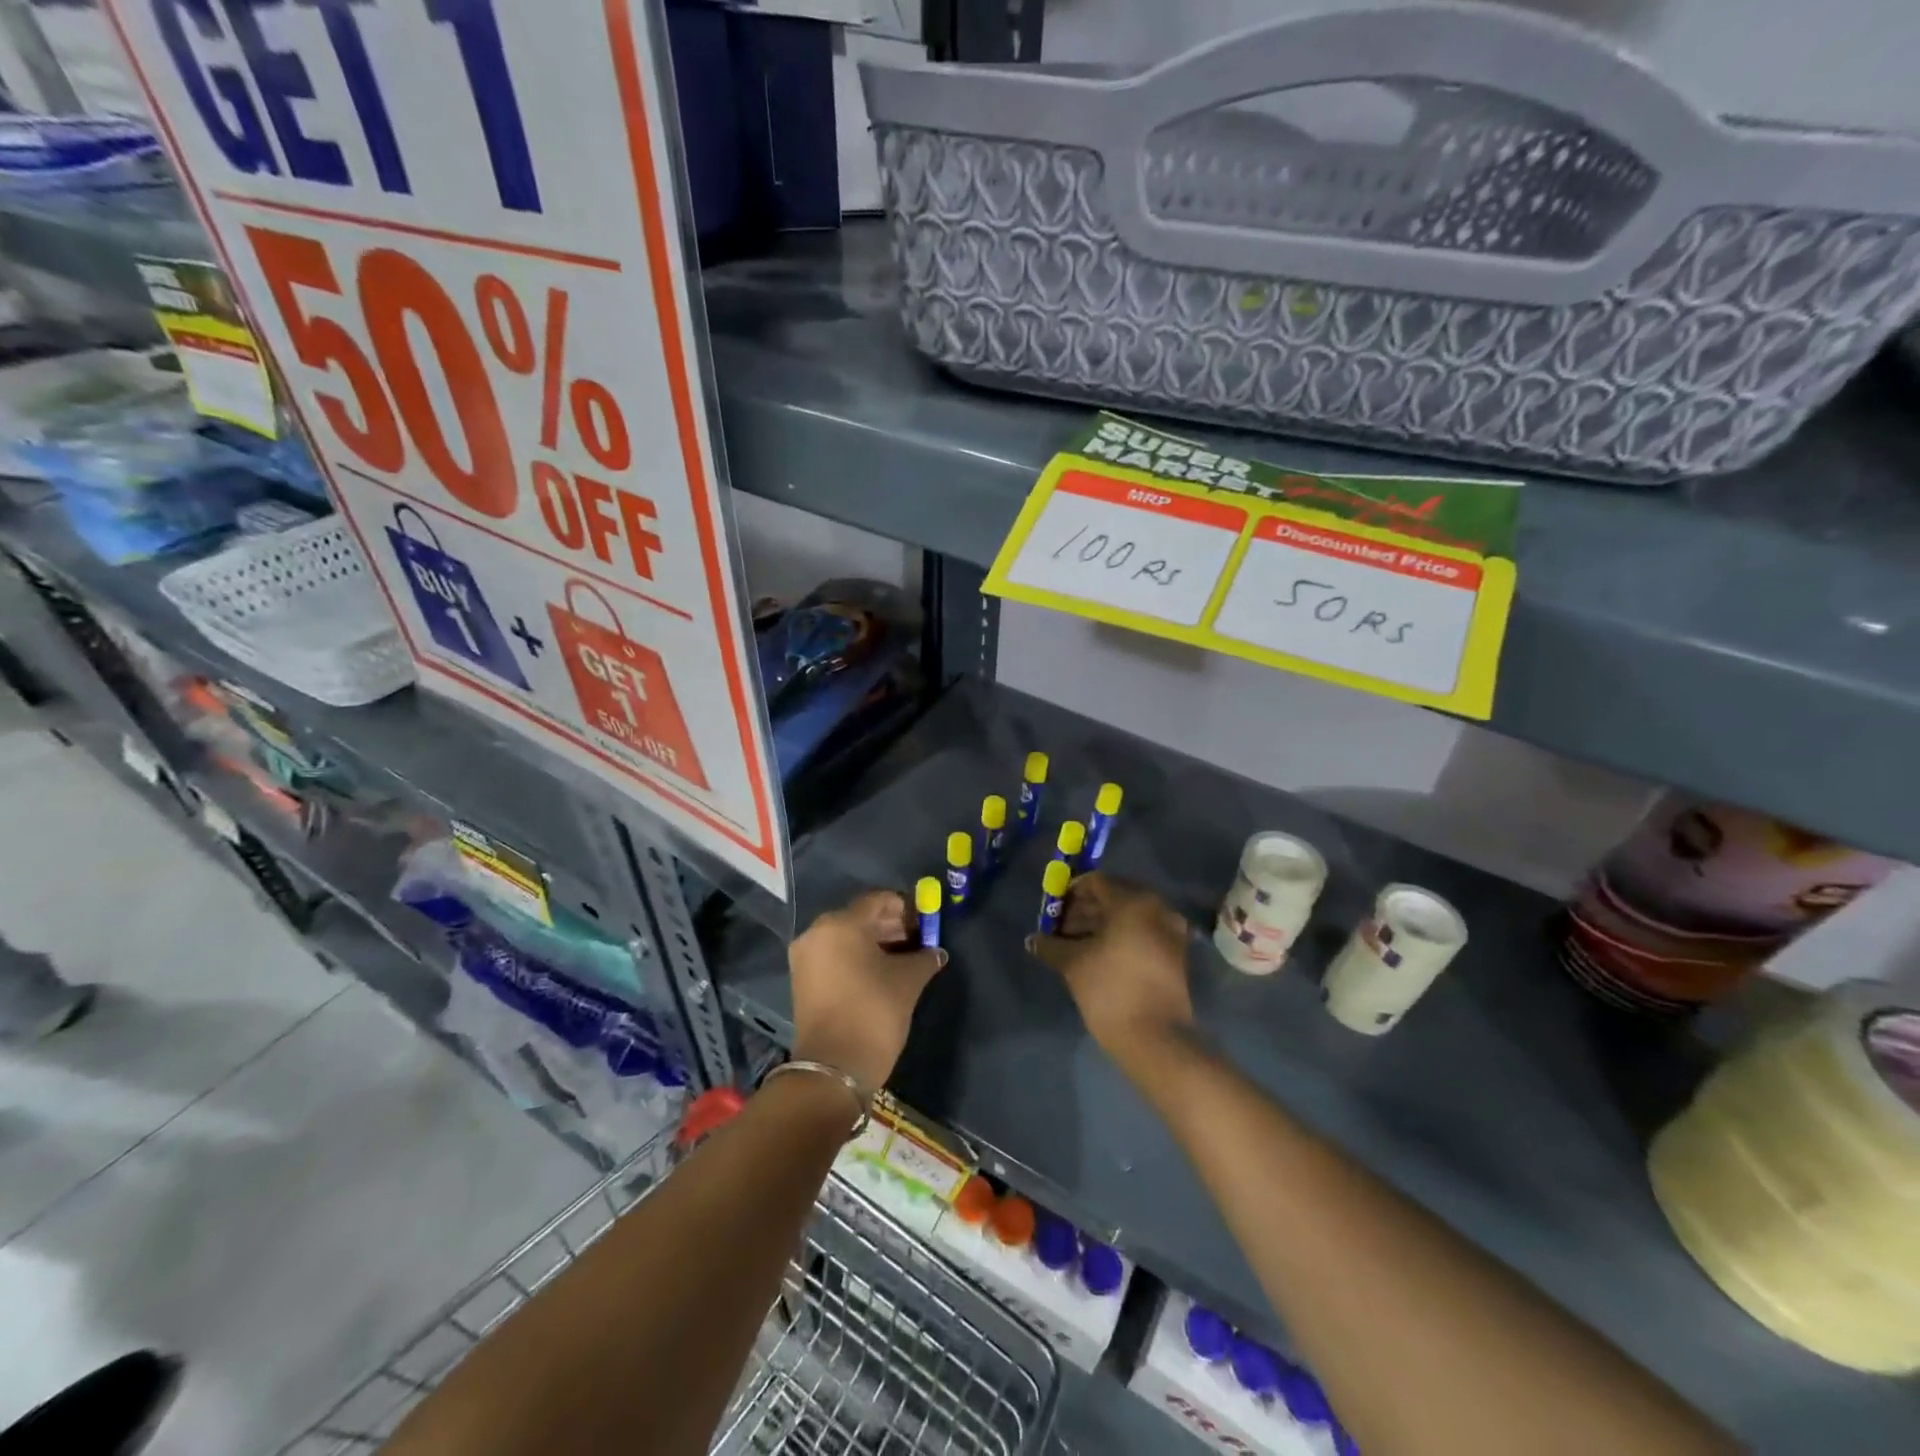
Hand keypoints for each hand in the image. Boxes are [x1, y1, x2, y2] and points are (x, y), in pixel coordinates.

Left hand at [789, 890, 946, 1093]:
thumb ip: (924, 958)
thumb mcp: (908, 981)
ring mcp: (806, 957)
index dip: (907, 909)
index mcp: (841, 923)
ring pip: (847, 937)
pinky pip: (835, 955)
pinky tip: (881, 974)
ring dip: (876, 943)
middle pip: (861, 917)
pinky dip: (858, 958)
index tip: (926, 926)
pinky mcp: (803, 979)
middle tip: (918, 943)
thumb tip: (936, 952)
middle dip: (892, 927)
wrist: (834, 1069)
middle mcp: (817, 932)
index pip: (879, 900)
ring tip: (904, 961)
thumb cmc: (873, 1013)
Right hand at [1027, 873, 1194, 1074]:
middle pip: (1113, 898)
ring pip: (1128, 918)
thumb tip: (1033, 939)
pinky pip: (1141, 934)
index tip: (1052, 911)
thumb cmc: (1111, 989)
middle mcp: (1157, 908)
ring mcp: (1170, 932)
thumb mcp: (1073, 964)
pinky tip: (1097, 956)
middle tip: (1060, 929)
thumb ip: (1051, 945)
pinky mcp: (1174, 955)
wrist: (1156, 1039)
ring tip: (1073, 946)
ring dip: (1100, 926)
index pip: (1096, 883)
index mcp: (1134, 901)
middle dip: (1084, 911)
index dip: (1070, 894)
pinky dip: (1119, 938)